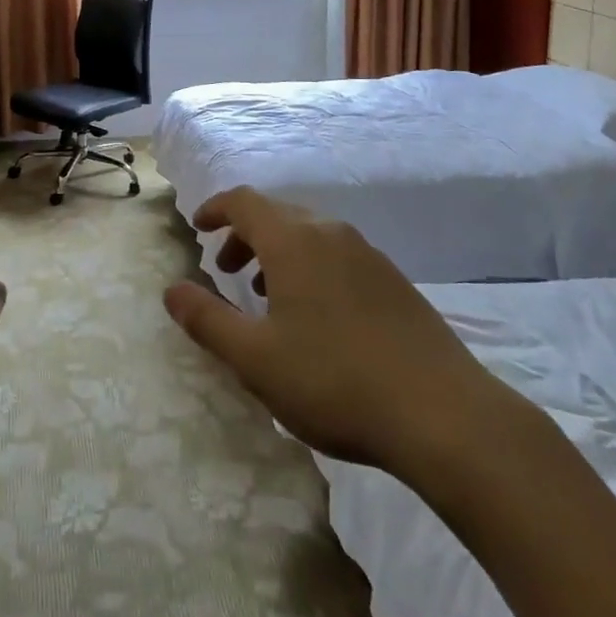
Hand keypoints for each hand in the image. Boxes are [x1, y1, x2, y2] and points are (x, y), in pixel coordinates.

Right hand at [164, 188, 532, 485]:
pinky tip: (318, 316)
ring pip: (310, 235)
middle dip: (245, 234)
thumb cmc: (335, 381)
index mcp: (293, 241)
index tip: (198, 227)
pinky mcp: (395, 281)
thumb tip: (171, 290)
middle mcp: (330, 233)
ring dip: (278, 253)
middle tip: (227, 270)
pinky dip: (311, 267)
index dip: (216, 209)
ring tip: (268, 295)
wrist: (444, 415)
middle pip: (277, 214)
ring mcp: (368, 255)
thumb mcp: (256, 359)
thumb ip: (207, 320)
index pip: (244, 201)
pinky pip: (338, 255)